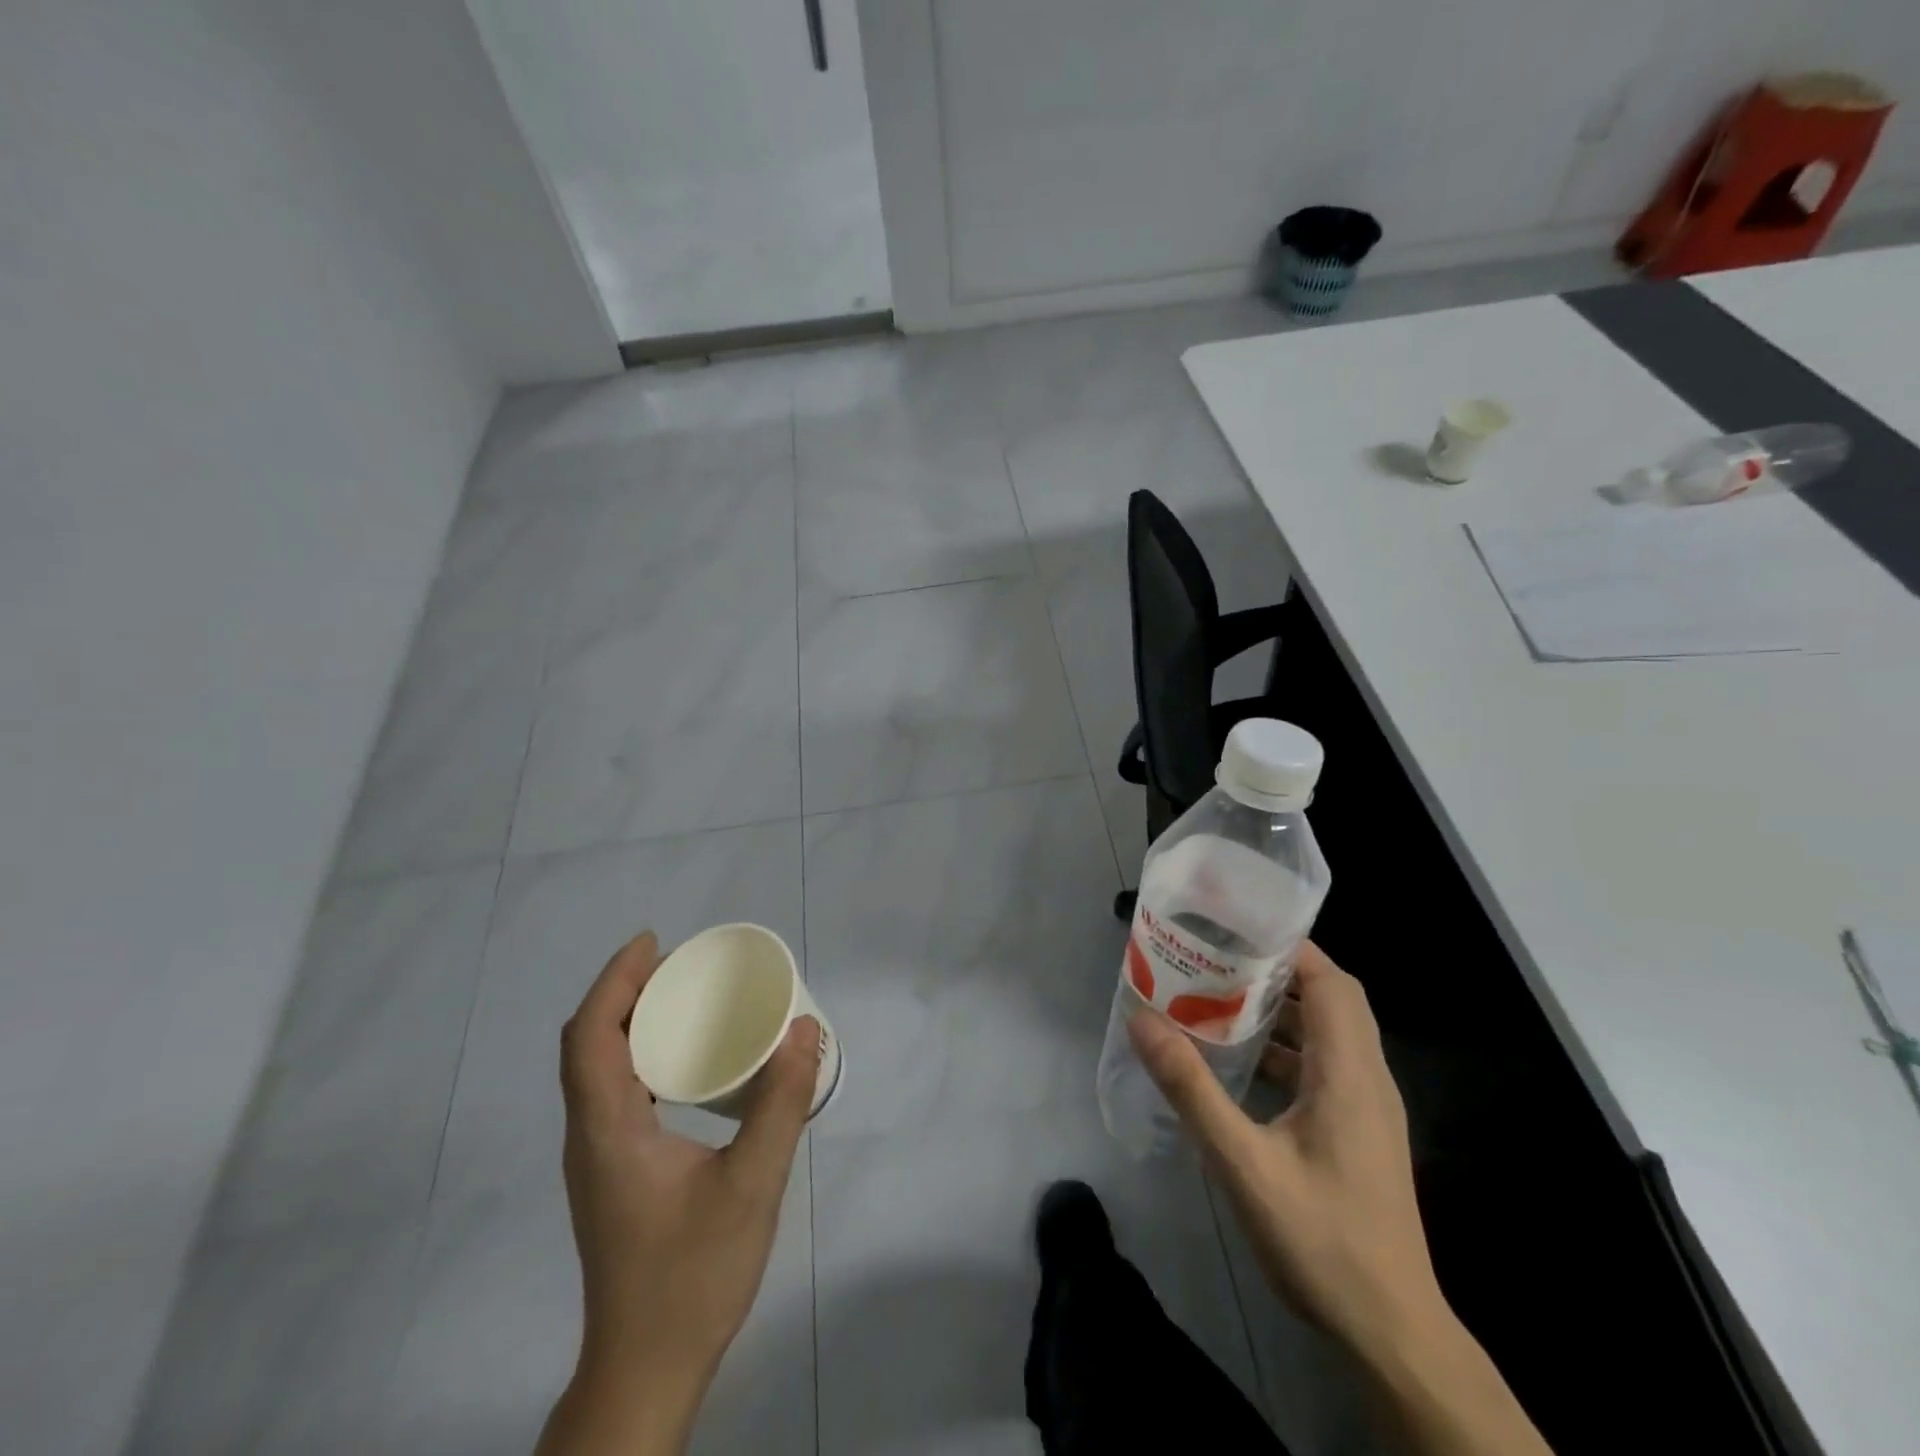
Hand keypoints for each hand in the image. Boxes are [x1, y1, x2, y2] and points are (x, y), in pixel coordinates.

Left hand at [538, 931, 820, 1455]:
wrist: (647, 1372)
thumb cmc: (692, 1277)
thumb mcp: (752, 1185)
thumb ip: (780, 1104)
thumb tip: (803, 1028)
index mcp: (608, 1130)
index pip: (590, 1036)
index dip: (615, 981)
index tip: (654, 942)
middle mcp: (590, 1137)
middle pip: (587, 1044)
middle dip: (623, 992)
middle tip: (679, 964)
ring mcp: (597, 1159)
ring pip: (597, 1069)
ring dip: (628, 1023)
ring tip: (682, 999)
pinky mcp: (612, 1174)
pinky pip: (613, 1092)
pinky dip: (638, 1056)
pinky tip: (683, 1063)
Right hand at [1128, 940, 1443, 1362]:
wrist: (1391, 1331)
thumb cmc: (1321, 1240)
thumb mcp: (1243, 1163)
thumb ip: (1191, 1089)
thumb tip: (1143, 1020)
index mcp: (1349, 1073)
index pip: (1333, 983)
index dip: (1291, 948)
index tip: (1238, 930)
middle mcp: (1367, 1079)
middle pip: (1333, 1000)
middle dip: (1278, 972)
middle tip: (1219, 960)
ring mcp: (1368, 1108)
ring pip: (1329, 1033)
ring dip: (1281, 1010)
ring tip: (1221, 999)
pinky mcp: (1360, 1131)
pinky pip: (1325, 1066)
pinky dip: (1287, 1049)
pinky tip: (1243, 1065)